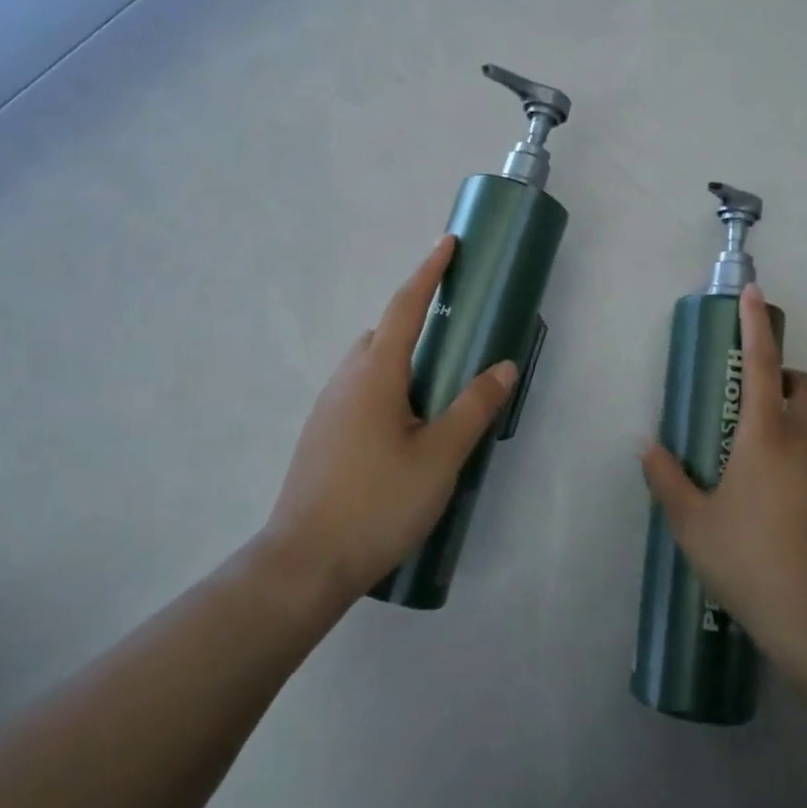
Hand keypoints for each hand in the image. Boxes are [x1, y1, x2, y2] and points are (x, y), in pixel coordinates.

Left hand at [258, 236, 516, 608]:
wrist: (303, 564)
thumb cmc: (377, 503)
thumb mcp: (439, 457)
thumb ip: (473, 407)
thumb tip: (503, 367)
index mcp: (375, 373)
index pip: (405, 306)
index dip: (429, 272)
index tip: (448, 244)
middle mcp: (345, 380)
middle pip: (383, 332)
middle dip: (416, 316)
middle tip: (455, 325)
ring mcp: (328, 408)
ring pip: (369, 363)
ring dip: (402, 354)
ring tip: (438, 381)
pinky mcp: (322, 435)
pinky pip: (360, 389)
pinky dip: (388, 383)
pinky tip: (406, 424)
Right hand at [640, 284, 806, 674]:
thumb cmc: (750, 561)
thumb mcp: (693, 524)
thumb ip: (667, 481)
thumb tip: (649, 448)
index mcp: (766, 436)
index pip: (761, 365)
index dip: (754, 326)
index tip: (753, 293)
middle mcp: (805, 443)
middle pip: (806, 386)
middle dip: (785, 377)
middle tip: (751, 402)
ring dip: (790, 424)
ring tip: (752, 467)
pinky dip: (800, 461)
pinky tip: (775, 505)